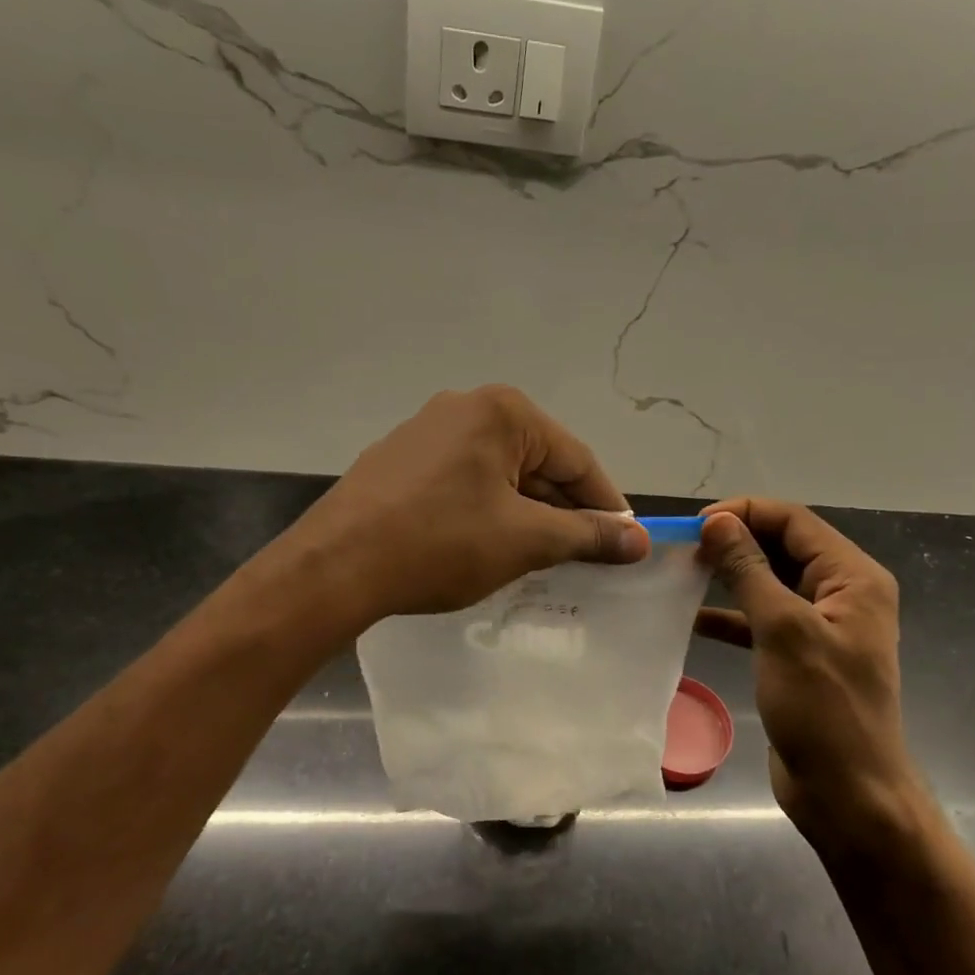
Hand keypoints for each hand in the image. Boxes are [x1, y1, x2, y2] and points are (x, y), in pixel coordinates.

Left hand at [287, 385, 648, 623]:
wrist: (335, 566)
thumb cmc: (441, 543)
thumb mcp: (526, 540)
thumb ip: (588, 535)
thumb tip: (639, 541)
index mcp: (503, 411)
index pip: (577, 459)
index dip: (607, 506)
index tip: (626, 544)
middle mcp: (465, 407)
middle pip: (539, 462)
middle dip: (565, 511)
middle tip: (586, 556)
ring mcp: (427, 432)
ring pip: (502, 474)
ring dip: (528, 513)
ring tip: (542, 557)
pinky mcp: (401, 461)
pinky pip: (466, 481)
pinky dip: (490, 510)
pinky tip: (491, 545)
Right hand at [695, 499, 932, 861]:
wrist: (847, 794)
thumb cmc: (823, 708)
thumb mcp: (783, 630)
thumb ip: (750, 570)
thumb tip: (717, 521)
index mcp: (853, 578)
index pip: (795, 521)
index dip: (745, 513)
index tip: (696, 525)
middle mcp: (842, 594)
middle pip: (783, 547)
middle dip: (736, 542)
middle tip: (684, 549)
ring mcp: (821, 626)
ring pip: (770, 583)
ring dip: (730, 576)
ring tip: (683, 573)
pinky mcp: (800, 656)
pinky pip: (763, 621)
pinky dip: (731, 617)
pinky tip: (693, 619)